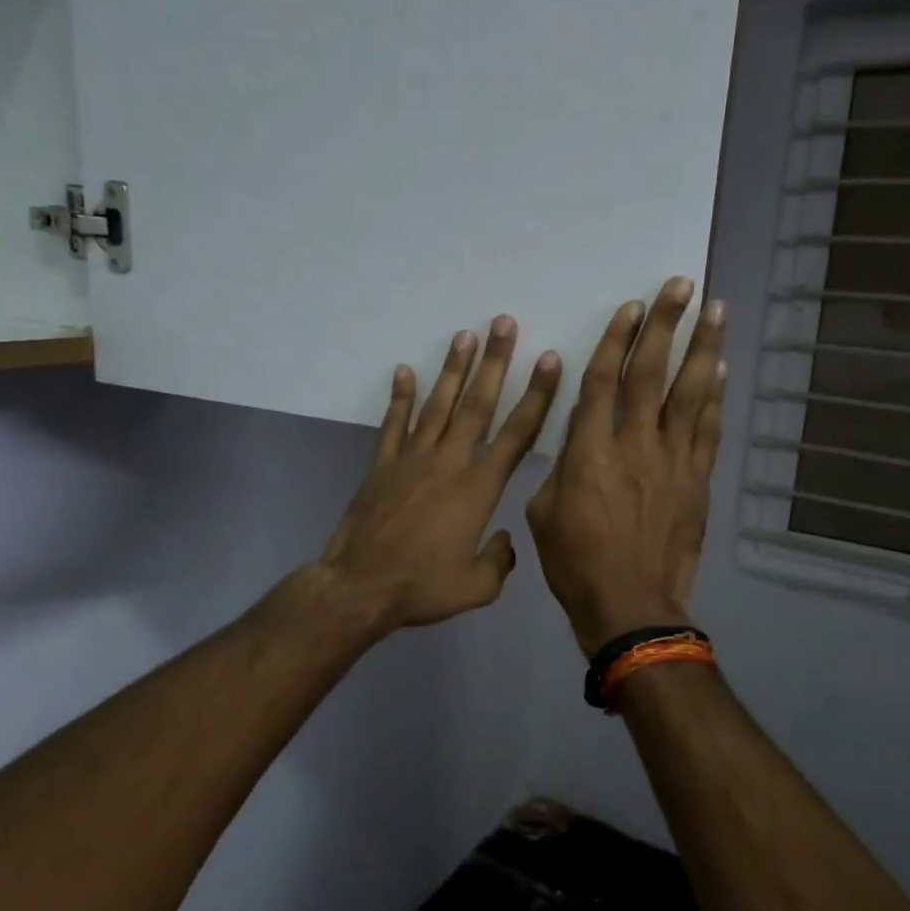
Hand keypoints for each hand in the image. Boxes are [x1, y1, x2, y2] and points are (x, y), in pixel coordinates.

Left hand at [319, 317, 562, 632]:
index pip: (517, 434)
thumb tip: (505, 541)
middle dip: (495, 362)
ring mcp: (412, 459)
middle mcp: (449, 462)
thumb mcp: (476, 588)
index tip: (549, 361)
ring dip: (453, 369)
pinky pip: (393, 424)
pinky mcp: (382, 465)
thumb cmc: (422, 588)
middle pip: (477, 404)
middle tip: (504, 322)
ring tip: (465, 334)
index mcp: (479, 488)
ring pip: (437, 405)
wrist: (360, 587)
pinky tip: (404, 371)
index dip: (537, 396)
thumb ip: (499, 561)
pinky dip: (400, 397)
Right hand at [526, 278, 725, 654]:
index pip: (603, 381)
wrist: (630, 604)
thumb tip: (579, 441)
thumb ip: (562, 467)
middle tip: (682, 286)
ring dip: (702, 348)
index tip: (631, 307)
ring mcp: (672, 461)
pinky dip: (714, 398)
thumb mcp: (544, 512)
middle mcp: (634, 445)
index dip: (616, 340)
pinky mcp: (697, 481)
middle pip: (652, 374)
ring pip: (690, 394)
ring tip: (715, 310)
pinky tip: (720, 371)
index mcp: (589, 451)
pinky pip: (707, 431)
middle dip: (666, 326)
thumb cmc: (575, 562)